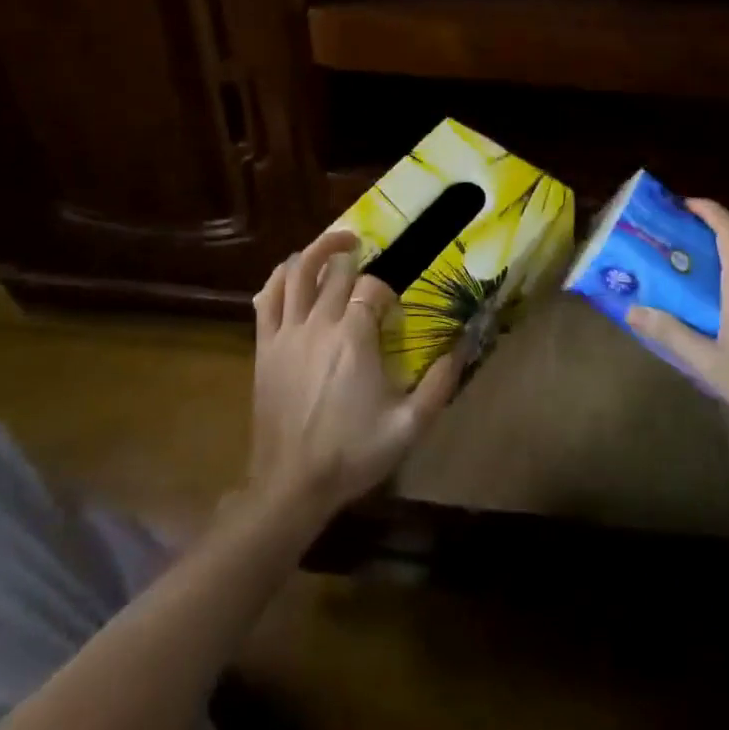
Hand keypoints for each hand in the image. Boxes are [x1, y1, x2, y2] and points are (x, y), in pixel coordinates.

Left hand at [248, 229, 461, 521]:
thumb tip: (463, 346)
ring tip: (334, 244)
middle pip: (335, 271)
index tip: (393, 307)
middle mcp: (319, 324)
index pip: (372, 287)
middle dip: (353, 257)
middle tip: (366, 252)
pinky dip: (279, 277)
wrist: (292, 485)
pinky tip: (292, 272)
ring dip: (316, 251)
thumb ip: (439, 384)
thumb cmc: (353, 453)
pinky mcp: (265, 345)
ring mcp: (287, 332)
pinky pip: (267, 298)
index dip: (386, 290)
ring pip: (296, 273)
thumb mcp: (408, 426)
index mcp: (354, 337)